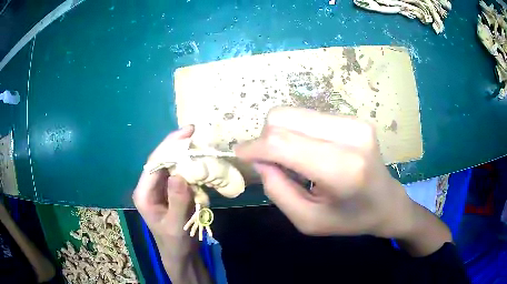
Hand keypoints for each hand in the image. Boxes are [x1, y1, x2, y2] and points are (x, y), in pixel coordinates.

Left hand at [133, 125, 211, 283]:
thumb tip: (179, 174)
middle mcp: (149, 187)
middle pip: (161, 160)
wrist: (181, 254)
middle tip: (195, 132)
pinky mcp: (171, 191)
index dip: (169, 146)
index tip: (187, 132)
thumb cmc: (175, 242)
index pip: (154, 163)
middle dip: (176, 146)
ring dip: (184, 154)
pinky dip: (189, 166)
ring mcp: (160, 188)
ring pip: (170, 164)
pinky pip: (179, 173)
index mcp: (144, 193)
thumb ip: (177, 201)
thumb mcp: (176, 224)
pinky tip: (199, 160)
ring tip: (198, 143)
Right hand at [235, 107, 412, 238]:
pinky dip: (298, 132)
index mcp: (342, 169)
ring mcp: (355, 122)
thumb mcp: (307, 220)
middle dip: (266, 139)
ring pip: (294, 113)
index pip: (282, 142)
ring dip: (282, 134)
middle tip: (272, 163)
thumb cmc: (349, 219)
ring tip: (294, 159)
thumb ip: (277, 190)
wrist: (386, 202)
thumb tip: (259, 159)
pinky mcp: (354, 118)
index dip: (254, 146)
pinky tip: (309, 151)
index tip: (240, 155)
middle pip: (284, 118)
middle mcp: (351, 136)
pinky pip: (308, 116)